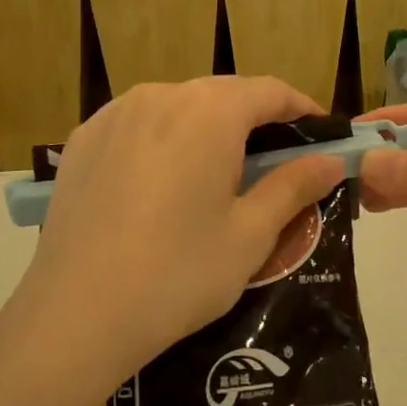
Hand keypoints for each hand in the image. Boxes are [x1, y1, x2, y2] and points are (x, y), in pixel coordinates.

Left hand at [6, 78, 344, 398]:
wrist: (76, 314)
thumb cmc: (178, 273)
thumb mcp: (250, 234)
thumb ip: (293, 186)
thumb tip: (330, 160)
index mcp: (209, 111)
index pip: (270, 91)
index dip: (301, 109)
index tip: (321, 136)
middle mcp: (161, 95)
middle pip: (222, 94)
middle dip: (255, 119)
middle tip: (274, 162)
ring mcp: (115, 113)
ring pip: (178, 105)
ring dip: (207, 127)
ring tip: (216, 172)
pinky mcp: (83, 138)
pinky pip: (138, 123)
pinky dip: (163, 138)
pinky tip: (161, 181)